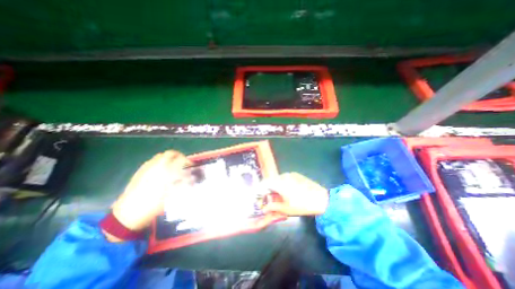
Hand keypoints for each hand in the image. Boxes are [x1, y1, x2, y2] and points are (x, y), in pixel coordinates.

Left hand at [110, 149, 192, 233]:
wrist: (128, 213)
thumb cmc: (153, 206)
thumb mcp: (171, 196)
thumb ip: (182, 183)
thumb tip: (190, 177)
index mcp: (165, 172)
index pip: (180, 159)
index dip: (187, 160)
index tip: (190, 165)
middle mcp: (156, 166)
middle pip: (170, 153)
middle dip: (179, 156)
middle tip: (183, 163)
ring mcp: (147, 168)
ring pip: (161, 156)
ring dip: (170, 158)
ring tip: (173, 166)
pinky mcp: (140, 171)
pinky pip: (152, 161)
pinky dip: (160, 162)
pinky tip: (161, 171)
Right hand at [262, 172, 329, 214]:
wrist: (321, 199)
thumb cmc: (302, 205)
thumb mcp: (286, 209)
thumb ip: (272, 207)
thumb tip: (264, 208)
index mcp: (279, 183)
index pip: (264, 183)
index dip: (260, 190)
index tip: (259, 197)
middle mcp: (283, 175)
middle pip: (271, 181)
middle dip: (268, 190)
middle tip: (269, 199)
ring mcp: (291, 174)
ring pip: (278, 179)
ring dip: (275, 187)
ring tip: (279, 196)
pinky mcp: (296, 174)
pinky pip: (285, 178)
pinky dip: (283, 184)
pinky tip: (288, 191)